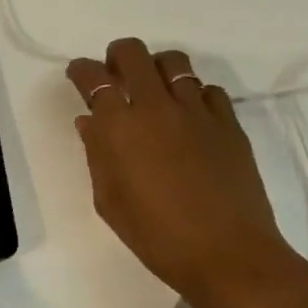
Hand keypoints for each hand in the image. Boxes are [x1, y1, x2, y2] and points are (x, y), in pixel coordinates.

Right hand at [67, 38, 294, 307]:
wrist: (227, 255)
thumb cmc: (157, 235)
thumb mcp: (109, 201)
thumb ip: (97, 154)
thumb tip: (91, 122)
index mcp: (119, 126)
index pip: (94, 78)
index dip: (82, 70)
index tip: (79, 74)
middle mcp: (156, 106)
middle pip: (133, 53)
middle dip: (118, 56)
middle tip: (116, 74)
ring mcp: (196, 111)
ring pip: (174, 62)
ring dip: (157, 68)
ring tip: (155, 90)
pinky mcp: (229, 123)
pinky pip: (209, 90)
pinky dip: (194, 94)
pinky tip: (191, 116)